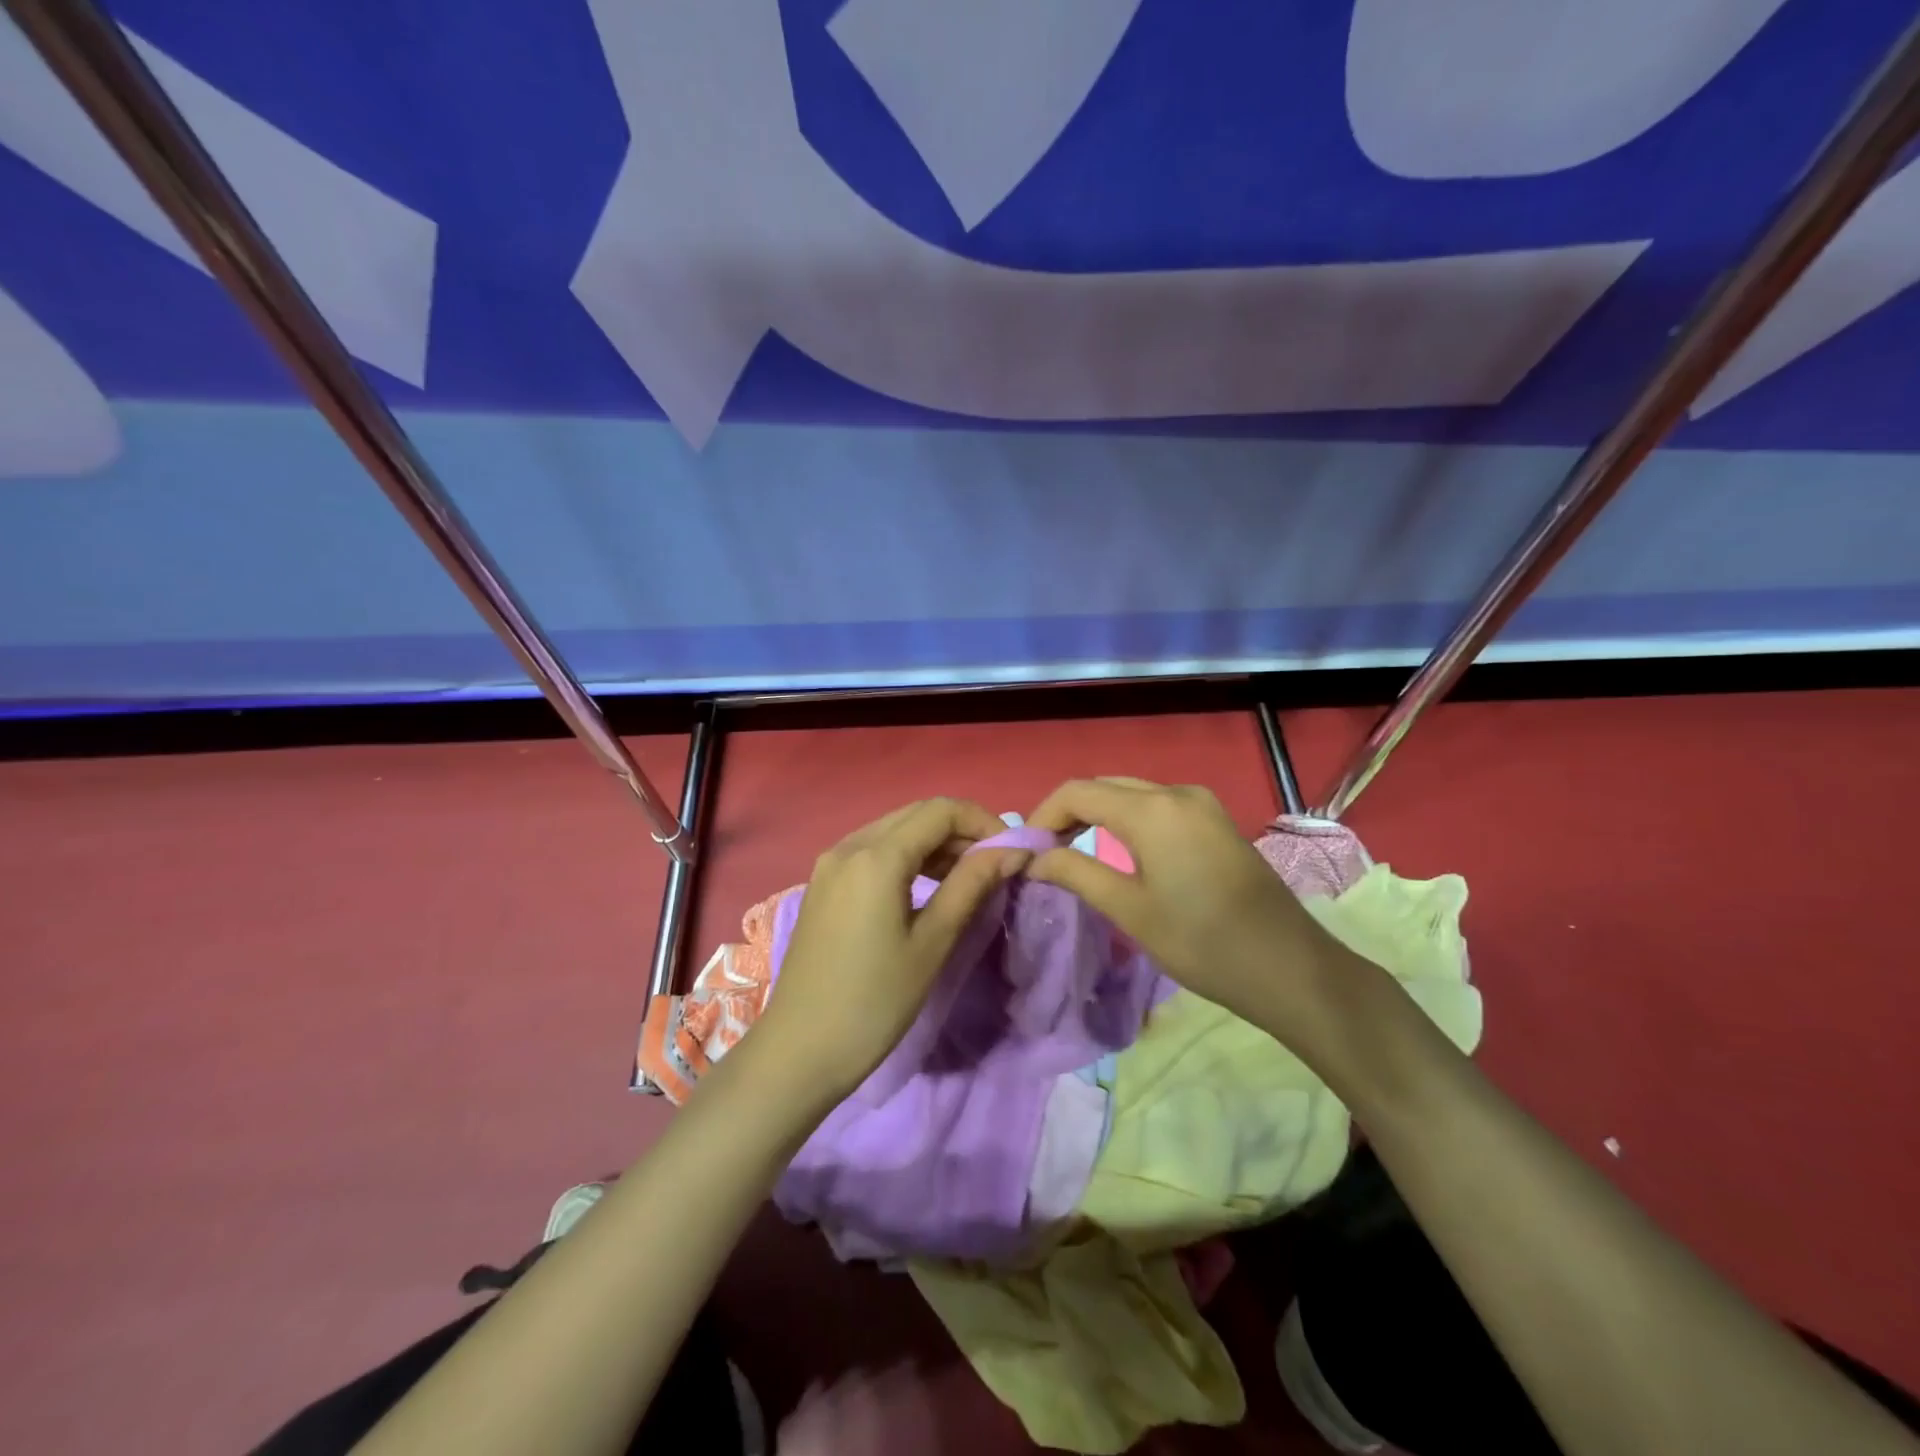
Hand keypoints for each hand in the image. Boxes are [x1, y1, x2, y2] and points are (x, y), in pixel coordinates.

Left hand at [753, 797, 1031, 1103]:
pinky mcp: (823, 885)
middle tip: (995, 866)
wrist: (799, 1051)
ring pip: (894, 831)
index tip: (1012, 853)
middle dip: (961, 831)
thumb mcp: (932, 943)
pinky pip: (873, 852)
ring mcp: (830, 864)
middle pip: (916, 815)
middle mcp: (849, 846)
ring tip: (969, 879)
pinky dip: (908, 858)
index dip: (983, 822)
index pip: (941, 810)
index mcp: (876, 856)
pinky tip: (928, 889)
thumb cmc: (874, 1001)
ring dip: (935, 844)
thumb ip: (971, 886)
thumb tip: (1012, 851)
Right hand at [1025, 777, 1358, 1036]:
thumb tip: (1034, 858)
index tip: (1025, 850)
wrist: (1289, 967)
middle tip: (1045, 853)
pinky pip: (1158, 806)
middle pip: (1105, 787)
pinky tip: (1120, 851)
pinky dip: (1128, 820)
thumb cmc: (1202, 942)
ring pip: (1132, 794)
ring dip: (1098, 814)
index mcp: (1151, 809)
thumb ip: (1076, 873)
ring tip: (1073, 851)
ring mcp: (1202, 804)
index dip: (1043, 815)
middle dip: (1068, 813)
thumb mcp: (1129, 910)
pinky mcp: (1217, 821)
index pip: (1077, 791)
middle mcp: (1176, 792)